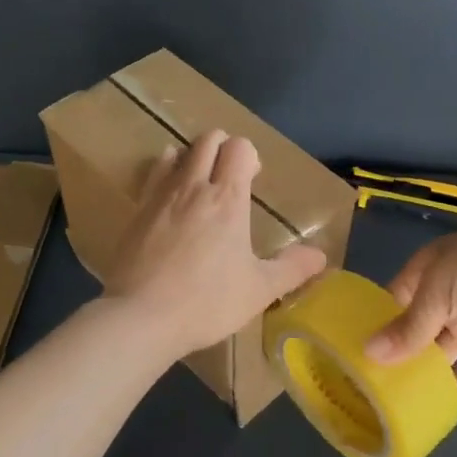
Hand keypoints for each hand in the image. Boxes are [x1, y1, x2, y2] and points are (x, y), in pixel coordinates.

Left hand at [104, 130, 327, 358]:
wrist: (141, 316)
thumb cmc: (207, 302)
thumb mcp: (259, 290)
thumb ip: (292, 269)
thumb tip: (321, 256)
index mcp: (227, 199)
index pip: (239, 147)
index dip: (249, 155)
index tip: (253, 178)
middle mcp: (193, 187)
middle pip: (208, 139)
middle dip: (222, 147)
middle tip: (229, 177)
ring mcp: (160, 196)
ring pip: (176, 152)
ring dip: (191, 158)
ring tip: (198, 186)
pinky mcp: (135, 212)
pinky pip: (152, 176)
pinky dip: (165, 175)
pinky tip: (169, 202)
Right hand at [364, 213, 456, 395]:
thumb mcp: (439, 291)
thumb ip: (409, 327)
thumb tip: (370, 353)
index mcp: (429, 270)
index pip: (395, 297)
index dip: (376, 320)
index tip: (353, 350)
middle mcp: (448, 295)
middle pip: (417, 327)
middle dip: (398, 350)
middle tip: (369, 383)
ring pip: (443, 350)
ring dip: (425, 370)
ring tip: (396, 399)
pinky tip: (438, 405)